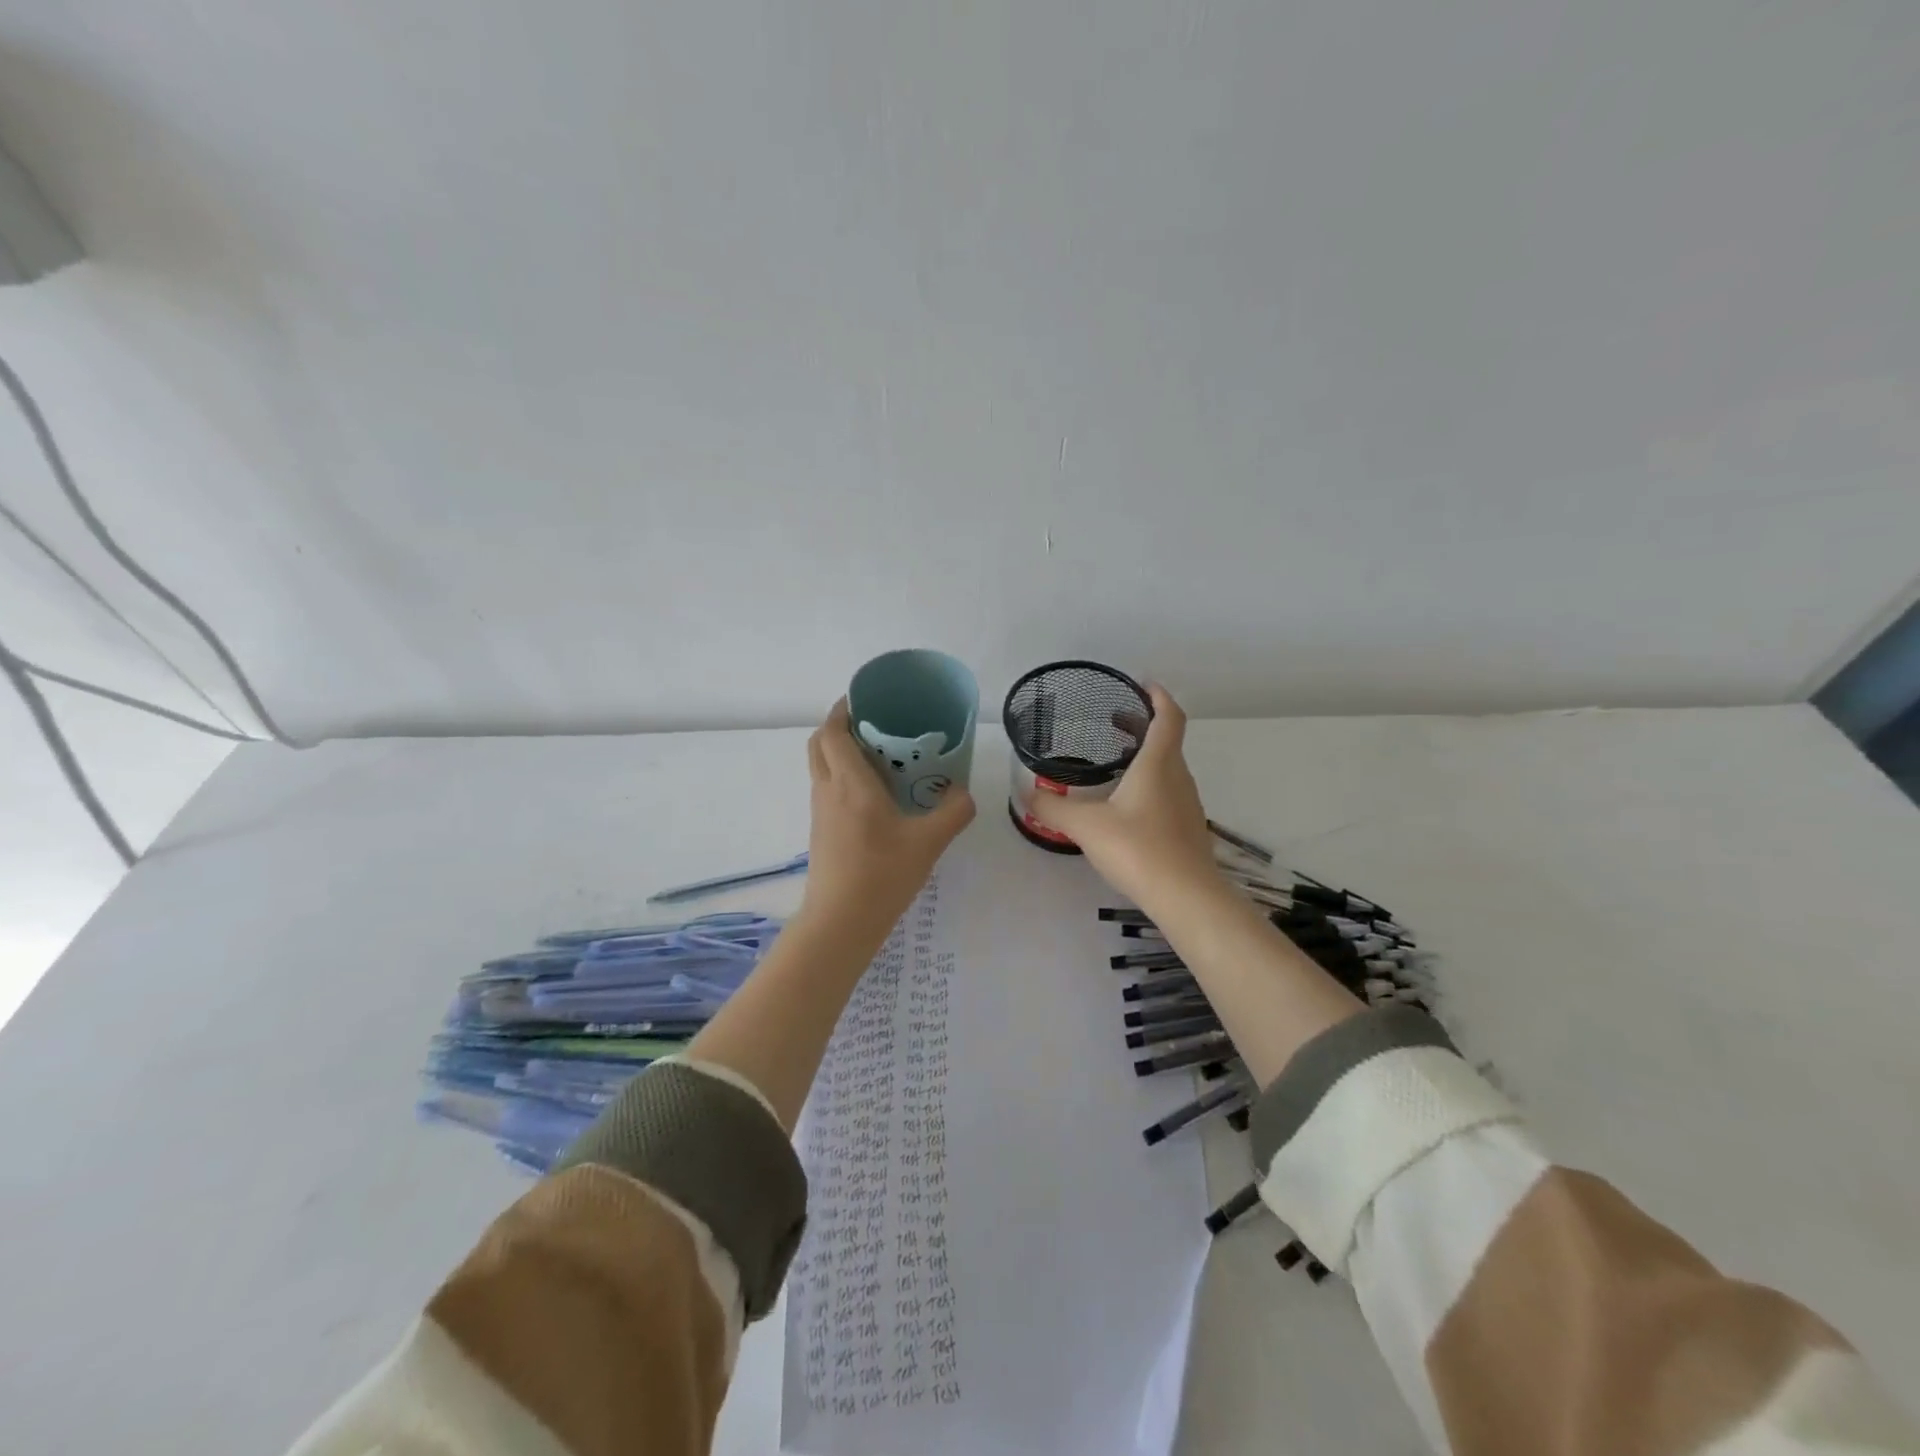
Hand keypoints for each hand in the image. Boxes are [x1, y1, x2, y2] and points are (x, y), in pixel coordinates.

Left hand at [801, 699, 976, 932]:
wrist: (841, 921)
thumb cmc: (882, 874)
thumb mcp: (929, 841)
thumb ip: (953, 812)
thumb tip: (964, 793)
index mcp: (850, 783)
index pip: (832, 732)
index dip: (842, 709)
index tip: (863, 698)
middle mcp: (828, 790)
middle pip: (819, 743)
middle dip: (838, 726)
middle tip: (873, 725)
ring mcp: (820, 812)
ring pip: (820, 766)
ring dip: (839, 752)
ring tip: (879, 756)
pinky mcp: (821, 831)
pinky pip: (826, 788)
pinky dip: (841, 776)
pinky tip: (874, 795)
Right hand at [1025, 686, 1217, 909]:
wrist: (1186, 897)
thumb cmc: (1138, 848)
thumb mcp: (1086, 826)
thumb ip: (1053, 808)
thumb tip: (1026, 793)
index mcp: (1158, 764)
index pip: (1168, 717)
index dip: (1158, 696)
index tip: (1141, 684)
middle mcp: (1178, 777)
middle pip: (1167, 740)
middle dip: (1143, 725)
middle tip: (1113, 722)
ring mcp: (1187, 805)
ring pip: (1169, 768)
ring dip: (1146, 756)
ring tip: (1114, 763)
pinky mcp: (1187, 829)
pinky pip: (1168, 793)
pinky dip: (1150, 784)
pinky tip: (1126, 806)